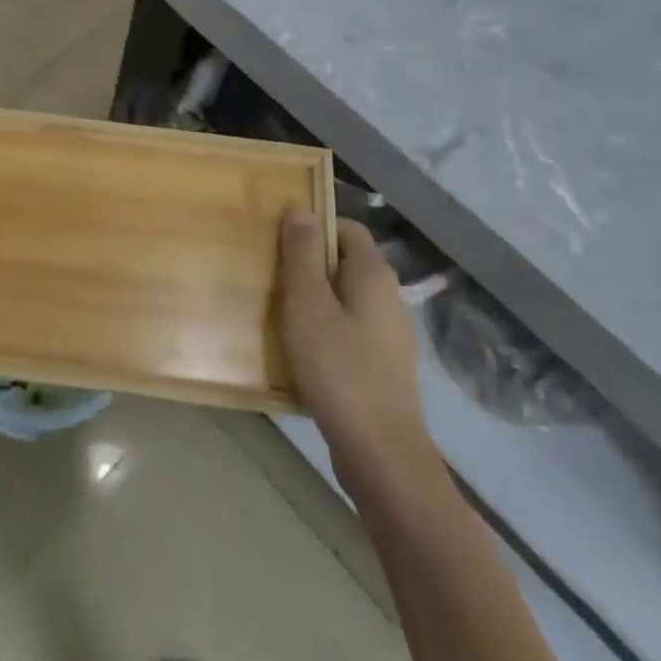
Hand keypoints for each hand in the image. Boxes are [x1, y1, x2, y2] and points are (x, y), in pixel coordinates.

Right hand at [279, 210, 431, 493]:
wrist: (381, 453)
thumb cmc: (339, 369)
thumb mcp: (308, 304)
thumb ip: (302, 254)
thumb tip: (301, 208)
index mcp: (374, 274)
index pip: (346, 228)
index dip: (313, 227)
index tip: (278, 240)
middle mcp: (389, 297)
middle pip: (345, 263)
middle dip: (308, 265)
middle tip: (271, 276)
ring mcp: (390, 334)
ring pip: (346, 299)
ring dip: (314, 301)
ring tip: (278, 313)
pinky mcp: (383, 365)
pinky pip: (350, 330)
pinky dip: (326, 330)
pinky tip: (301, 351)